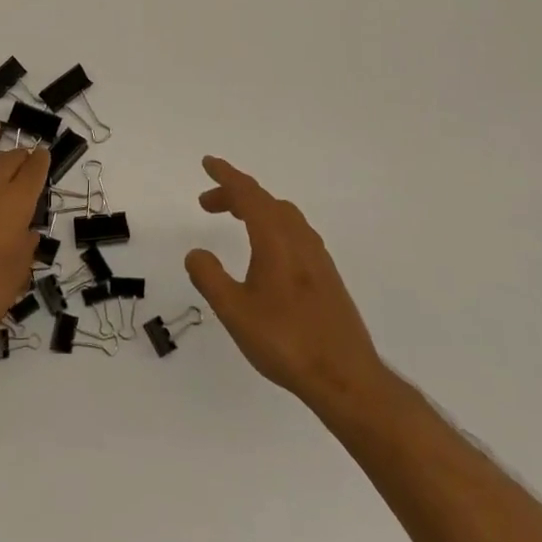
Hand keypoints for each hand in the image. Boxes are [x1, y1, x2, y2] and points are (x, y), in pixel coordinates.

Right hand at [186, 156, 385, 409]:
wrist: (345, 377)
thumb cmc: (285, 341)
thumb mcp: (234, 311)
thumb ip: (209, 278)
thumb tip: (196, 252)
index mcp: (276, 240)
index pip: (248, 194)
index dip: (226, 176)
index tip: (207, 163)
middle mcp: (299, 240)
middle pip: (265, 201)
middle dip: (235, 195)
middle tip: (206, 204)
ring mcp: (317, 257)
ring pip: (283, 216)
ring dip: (255, 209)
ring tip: (234, 220)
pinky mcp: (326, 276)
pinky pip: (294, 232)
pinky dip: (272, 226)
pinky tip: (265, 251)